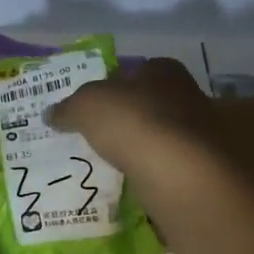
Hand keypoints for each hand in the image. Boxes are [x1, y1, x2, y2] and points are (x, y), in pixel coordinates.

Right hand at [46, 58, 228, 185]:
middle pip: (152, 103)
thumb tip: (51, 113)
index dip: (114, 85)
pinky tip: (134, 183)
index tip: (95, 105)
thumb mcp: (87, 106)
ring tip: (114, 163)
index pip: (137, 70)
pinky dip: (154, 173)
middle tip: (100, 135)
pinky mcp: (203, 168)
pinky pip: (170, 167)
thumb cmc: (134, 122)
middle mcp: (188, 95)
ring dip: (143, 148)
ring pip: (163, 137)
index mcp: (163, 70)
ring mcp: (201, 133)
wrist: (179, 172)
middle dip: (130, 117)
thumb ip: (69, 107)